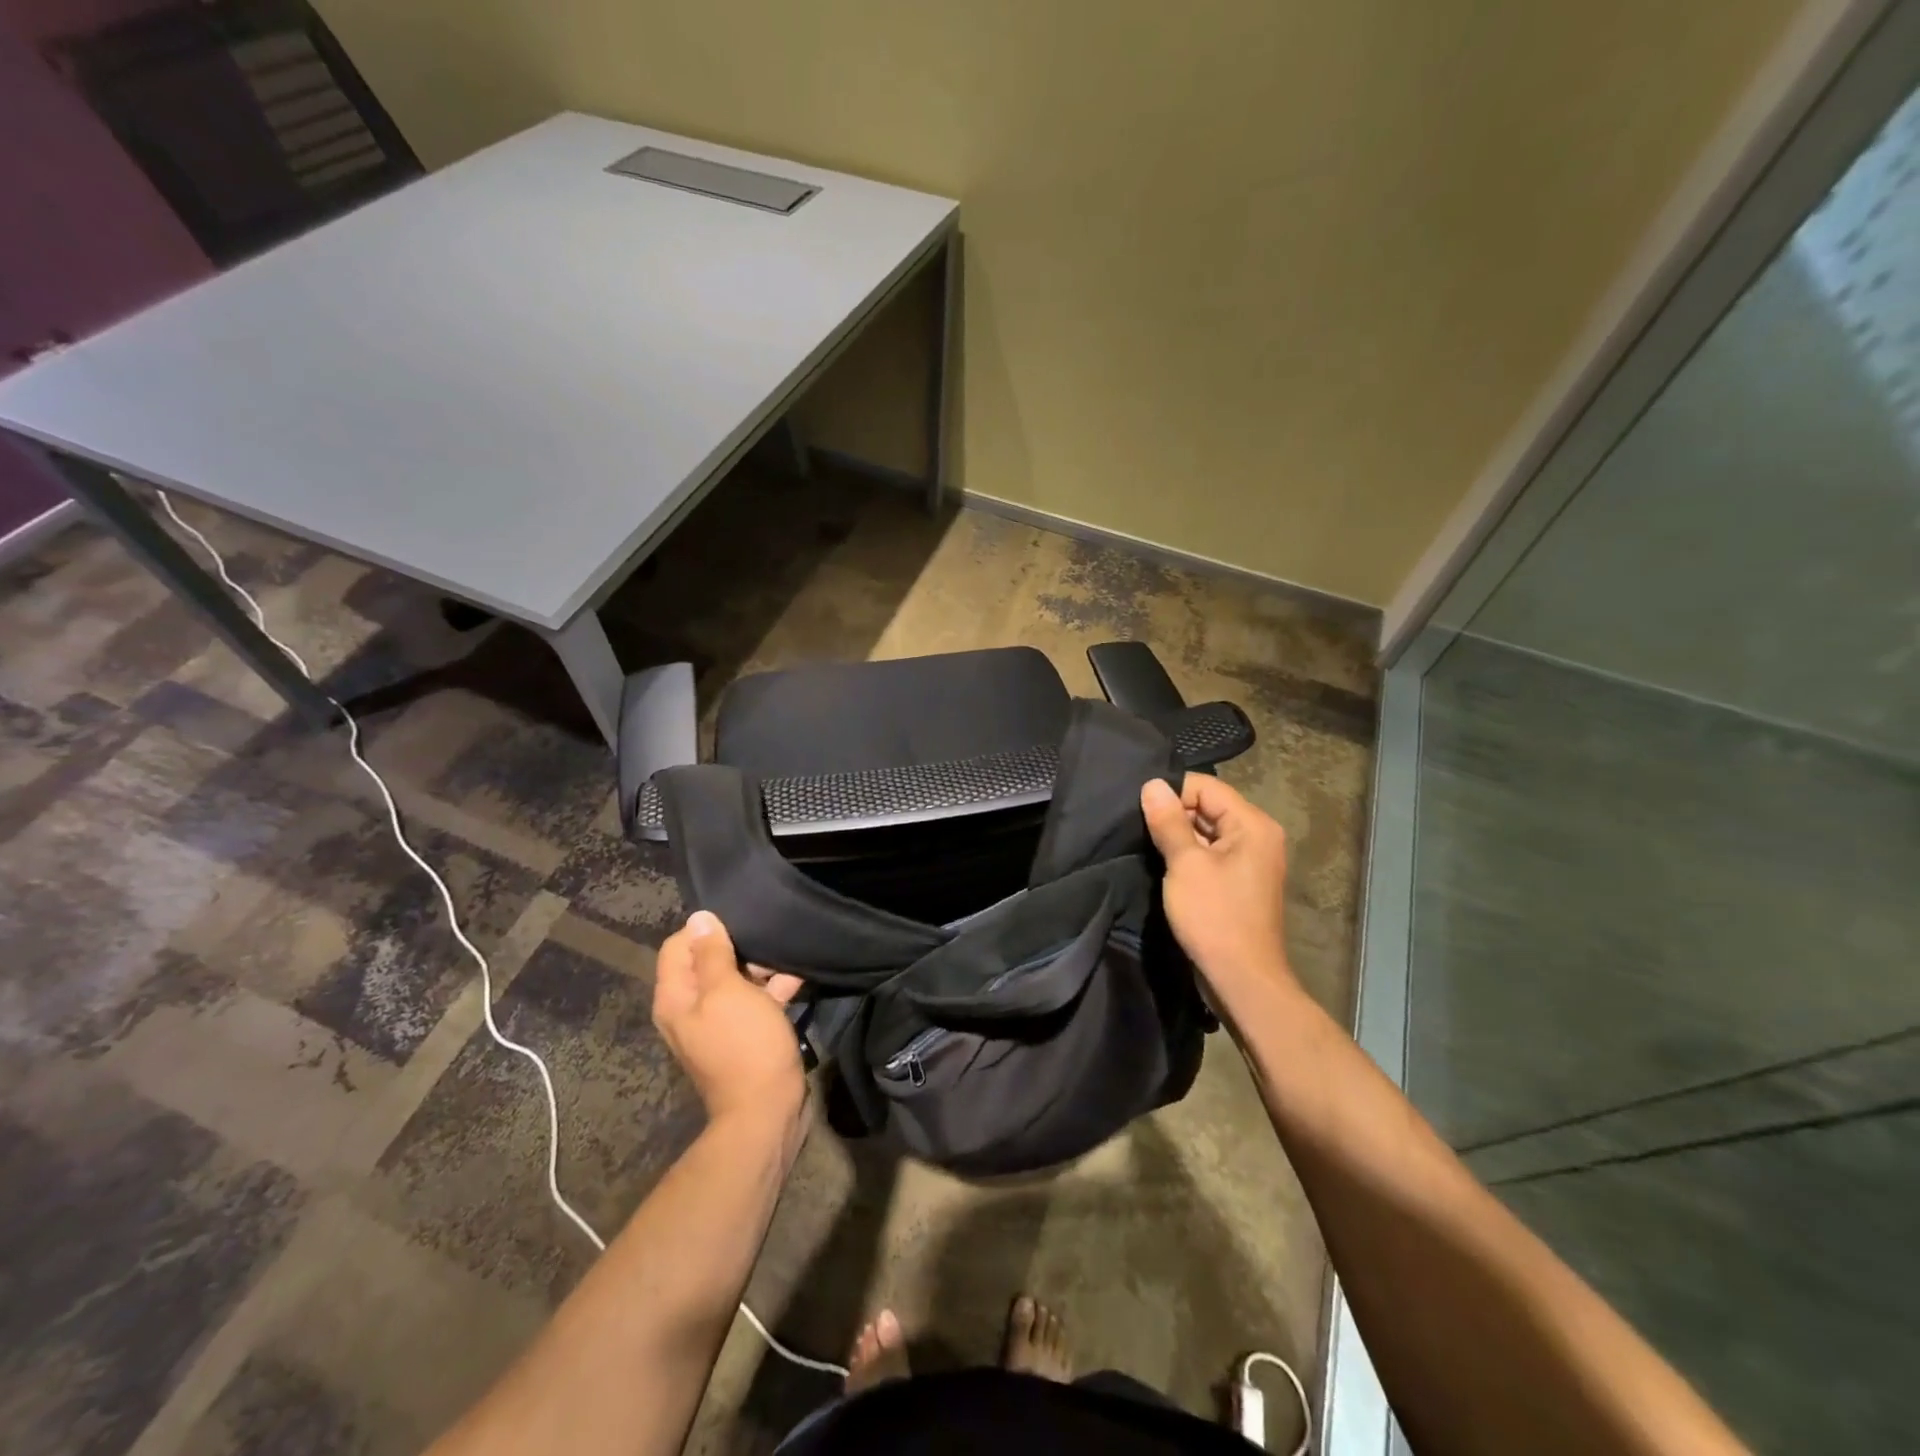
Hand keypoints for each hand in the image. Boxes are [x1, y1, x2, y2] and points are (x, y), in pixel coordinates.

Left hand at [652, 911, 806, 1125]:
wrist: (767, 1110)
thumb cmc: (744, 1045)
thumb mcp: (727, 992)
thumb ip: (712, 954)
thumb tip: (699, 917)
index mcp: (675, 998)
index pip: (678, 946)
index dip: (705, 931)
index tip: (739, 925)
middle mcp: (690, 1009)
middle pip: (707, 961)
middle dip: (737, 947)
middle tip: (766, 942)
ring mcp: (718, 1023)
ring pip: (735, 980)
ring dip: (759, 968)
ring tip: (786, 957)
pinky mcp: (744, 1035)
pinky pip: (754, 1001)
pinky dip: (772, 989)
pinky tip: (797, 978)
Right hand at [1140, 775, 1297, 1011]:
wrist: (1242, 979)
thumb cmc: (1214, 917)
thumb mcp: (1185, 864)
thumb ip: (1168, 821)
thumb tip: (1152, 784)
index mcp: (1252, 824)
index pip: (1206, 787)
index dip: (1172, 792)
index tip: (1139, 808)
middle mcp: (1258, 835)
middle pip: (1208, 807)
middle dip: (1173, 814)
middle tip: (1137, 826)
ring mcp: (1251, 860)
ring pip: (1207, 831)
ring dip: (1178, 836)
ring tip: (1145, 844)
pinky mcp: (1240, 882)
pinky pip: (1211, 854)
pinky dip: (1188, 855)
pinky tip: (1163, 864)